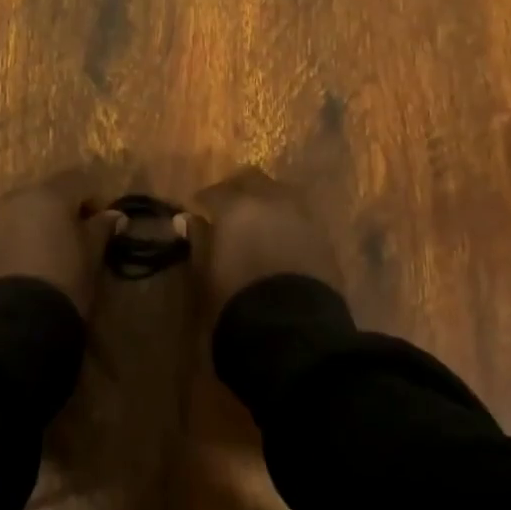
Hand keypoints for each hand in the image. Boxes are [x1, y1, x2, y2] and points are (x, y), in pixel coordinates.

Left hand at [0, 171, 122, 317]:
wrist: (15, 325)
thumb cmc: (63, 283)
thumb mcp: (91, 257)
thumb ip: (102, 229)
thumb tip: (116, 216)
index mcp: (48, 195)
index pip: (77, 181)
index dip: (92, 201)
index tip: (99, 227)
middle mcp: (15, 199)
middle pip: (43, 195)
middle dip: (58, 212)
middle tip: (71, 242)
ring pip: (17, 214)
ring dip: (32, 226)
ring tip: (42, 257)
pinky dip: (10, 243)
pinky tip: (19, 270)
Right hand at [184, 167, 340, 319]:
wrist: (292, 329)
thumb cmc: (237, 300)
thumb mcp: (205, 272)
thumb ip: (198, 239)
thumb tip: (186, 219)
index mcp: (237, 206)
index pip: (213, 192)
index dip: (202, 203)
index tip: (196, 214)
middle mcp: (271, 200)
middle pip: (250, 179)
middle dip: (236, 190)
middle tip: (226, 211)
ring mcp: (302, 214)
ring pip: (279, 192)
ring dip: (265, 201)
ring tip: (256, 223)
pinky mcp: (324, 234)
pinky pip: (299, 214)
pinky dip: (286, 219)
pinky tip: (279, 238)